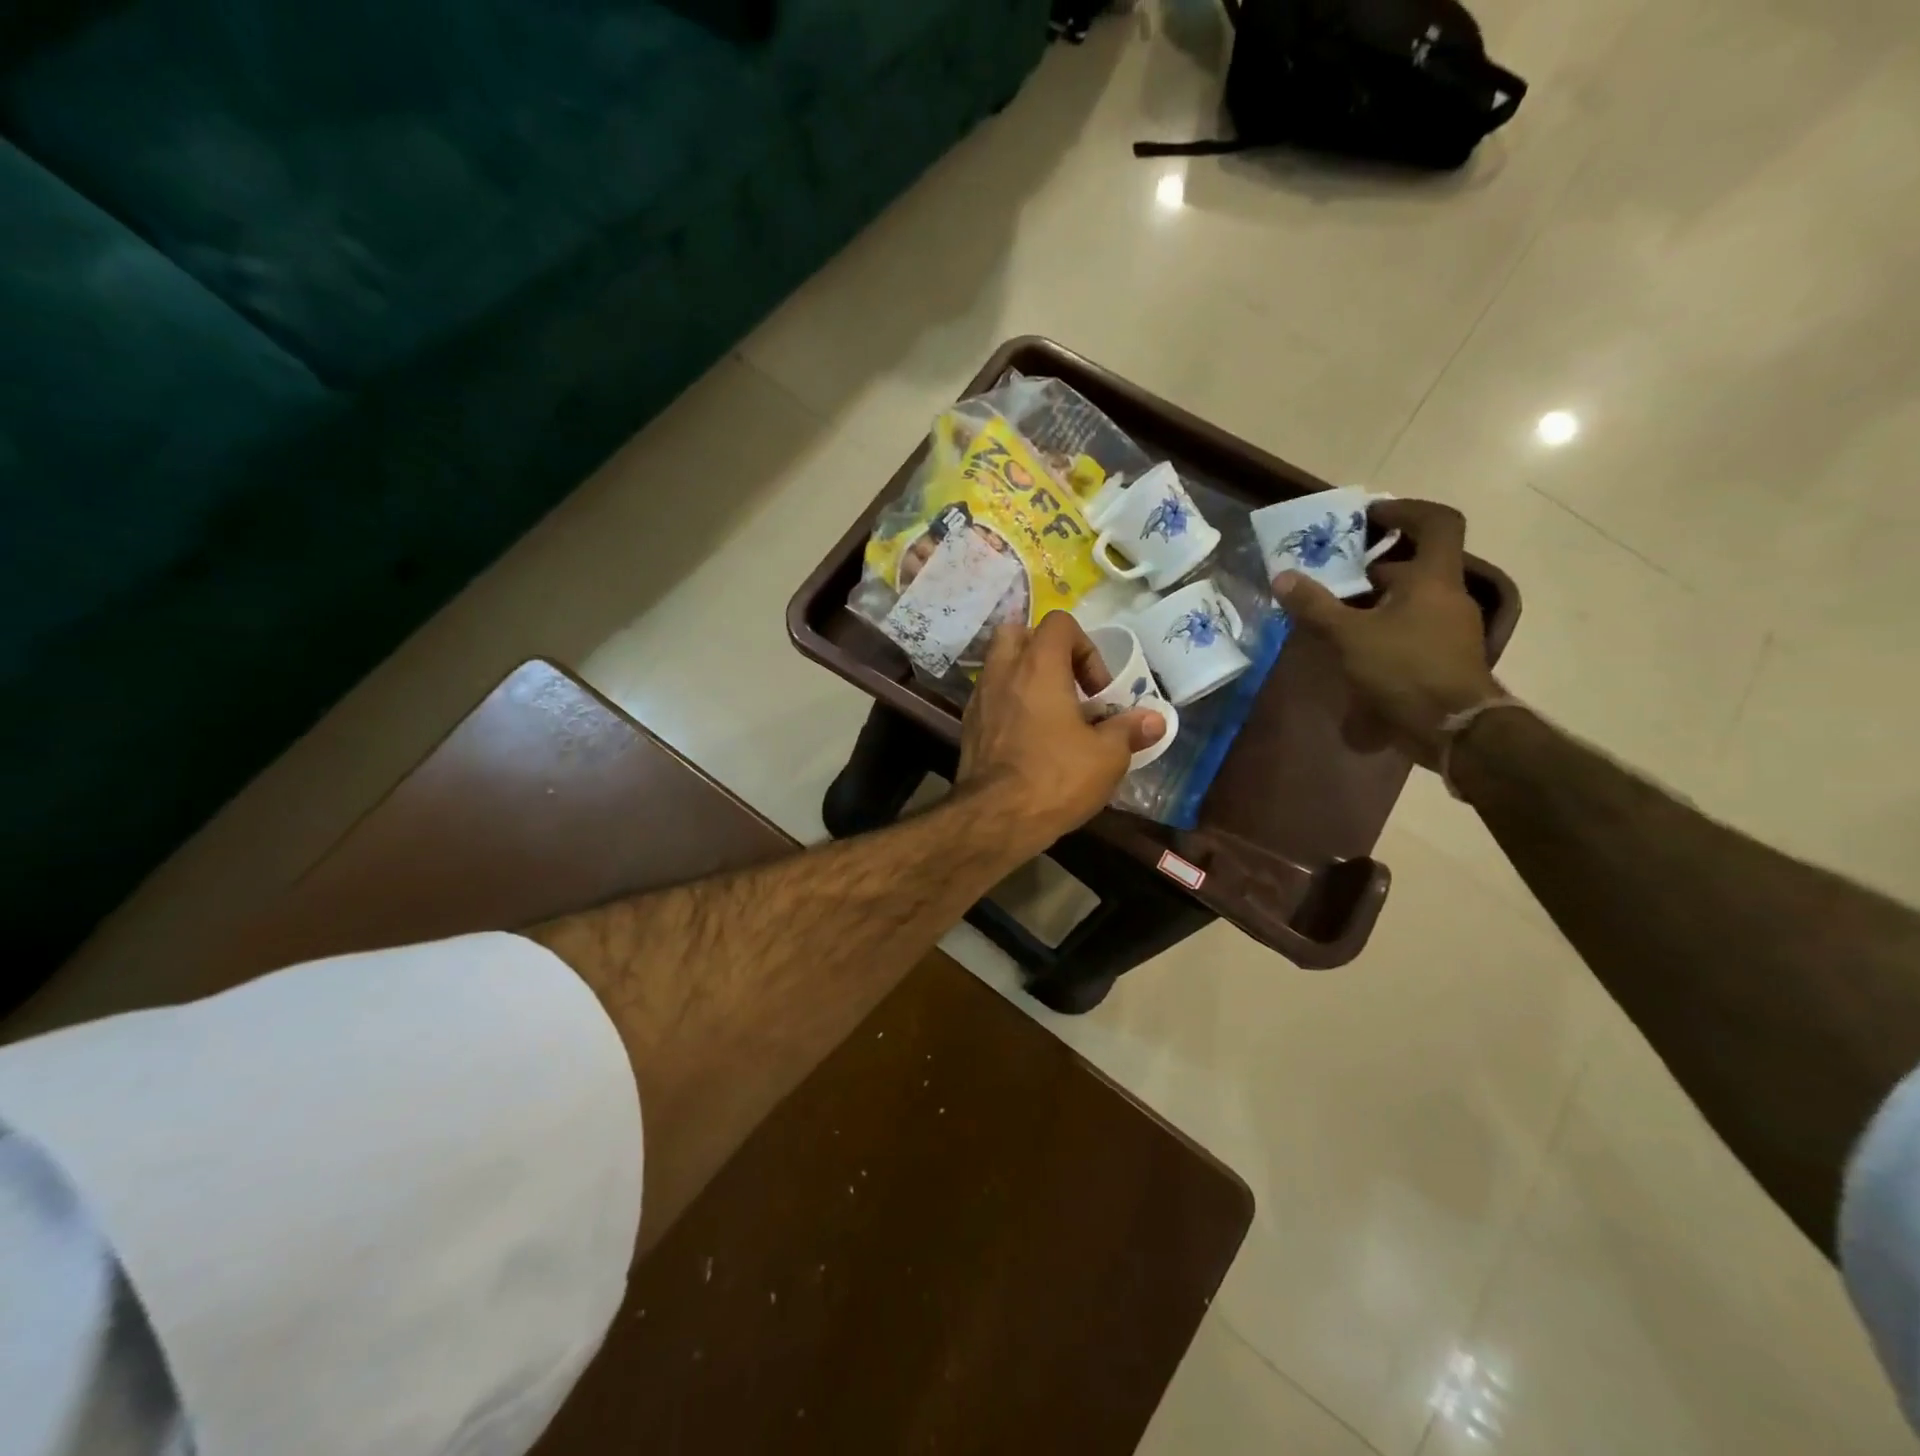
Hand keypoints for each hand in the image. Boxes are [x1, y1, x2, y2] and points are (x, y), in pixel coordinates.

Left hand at [957, 611, 1165, 848]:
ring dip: (1025, 678)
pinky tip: (1029, 738)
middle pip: (1018, 633)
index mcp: (1038, 666)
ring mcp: (979, 698)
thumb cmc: (1055, 777)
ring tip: (1050, 714)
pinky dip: (1009, 705)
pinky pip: (990, 698)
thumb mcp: (1107, 756)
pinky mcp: (968, 726)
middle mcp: (1003, 672)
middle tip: (1067, 687)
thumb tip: (1154, 721)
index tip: (1097, 690)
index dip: (1086, 647)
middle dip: (1045, 651)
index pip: (1059, 622)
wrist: (995, 818)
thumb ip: (1129, 731)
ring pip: (999, 665)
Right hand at [1274, 500, 1500, 767]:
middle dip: (1374, 561)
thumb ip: (1315, 606)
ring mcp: (1449, 627)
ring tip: (1335, 608)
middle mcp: (1447, 595)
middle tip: (1334, 568)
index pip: (1436, 522)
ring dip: (1376, 595)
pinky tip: (1354, 644)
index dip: (1404, 511)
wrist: (1453, 727)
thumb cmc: (1405, 669)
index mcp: (1434, 577)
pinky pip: (1411, 624)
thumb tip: (1283, 577)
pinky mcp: (1442, 654)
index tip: (1368, 518)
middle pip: (1416, 562)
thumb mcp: (1350, 636)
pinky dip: (1383, 623)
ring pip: (1411, 596)